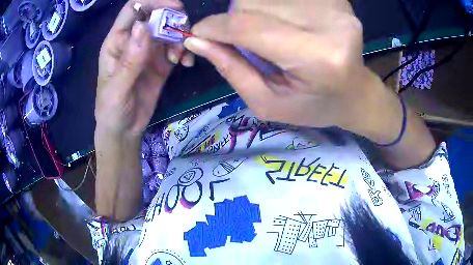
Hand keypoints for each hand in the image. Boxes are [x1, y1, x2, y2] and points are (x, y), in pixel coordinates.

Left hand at [95, 0, 192, 137]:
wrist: (124, 130)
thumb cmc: (112, 109)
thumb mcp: (117, 87)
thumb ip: (130, 59)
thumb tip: (143, 26)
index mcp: (118, 40)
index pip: (134, 9)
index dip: (153, 2)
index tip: (175, 7)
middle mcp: (134, 40)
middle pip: (157, 15)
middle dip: (173, 20)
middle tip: (183, 35)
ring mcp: (149, 50)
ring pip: (170, 30)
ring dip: (180, 38)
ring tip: (180, 57)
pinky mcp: (161, 63)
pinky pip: (177, 48)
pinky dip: (185, 51)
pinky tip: (185, 63)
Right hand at [183, 0, 396, 136]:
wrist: (355, 93)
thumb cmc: (314, 105)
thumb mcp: (269, 103)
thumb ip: (232, 69)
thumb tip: (197, 40)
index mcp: (318, 56)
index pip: (250, 27)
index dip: (215, 28)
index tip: (197, 34)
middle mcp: (330, 23)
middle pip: (254, 4)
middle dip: (236, 21)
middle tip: (247, 44)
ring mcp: (336, 7)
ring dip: (255, 13)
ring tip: (273, 37)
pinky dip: (273, 8)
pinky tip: (287, 25)